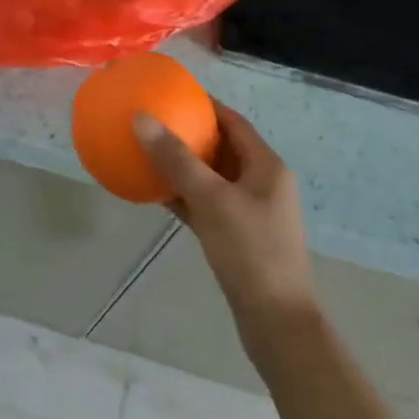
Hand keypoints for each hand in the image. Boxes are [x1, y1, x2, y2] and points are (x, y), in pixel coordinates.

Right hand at [134, 101, 320, 362]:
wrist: (277, 325)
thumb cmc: (251, 252)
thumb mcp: (212, 200)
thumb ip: (176, 159)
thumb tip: (141, 118)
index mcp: (266, 166)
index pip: (233, 121)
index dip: (204, 104)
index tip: (171, 93)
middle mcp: (261, 183)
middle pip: (222, 147)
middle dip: (188, 133)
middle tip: (153, 121)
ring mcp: (250, 212)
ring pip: (211, 177)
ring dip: (183, 165)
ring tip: (147, 151)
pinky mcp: (237, 238)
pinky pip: (205, 205)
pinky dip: (183, 195)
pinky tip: (154, 193)